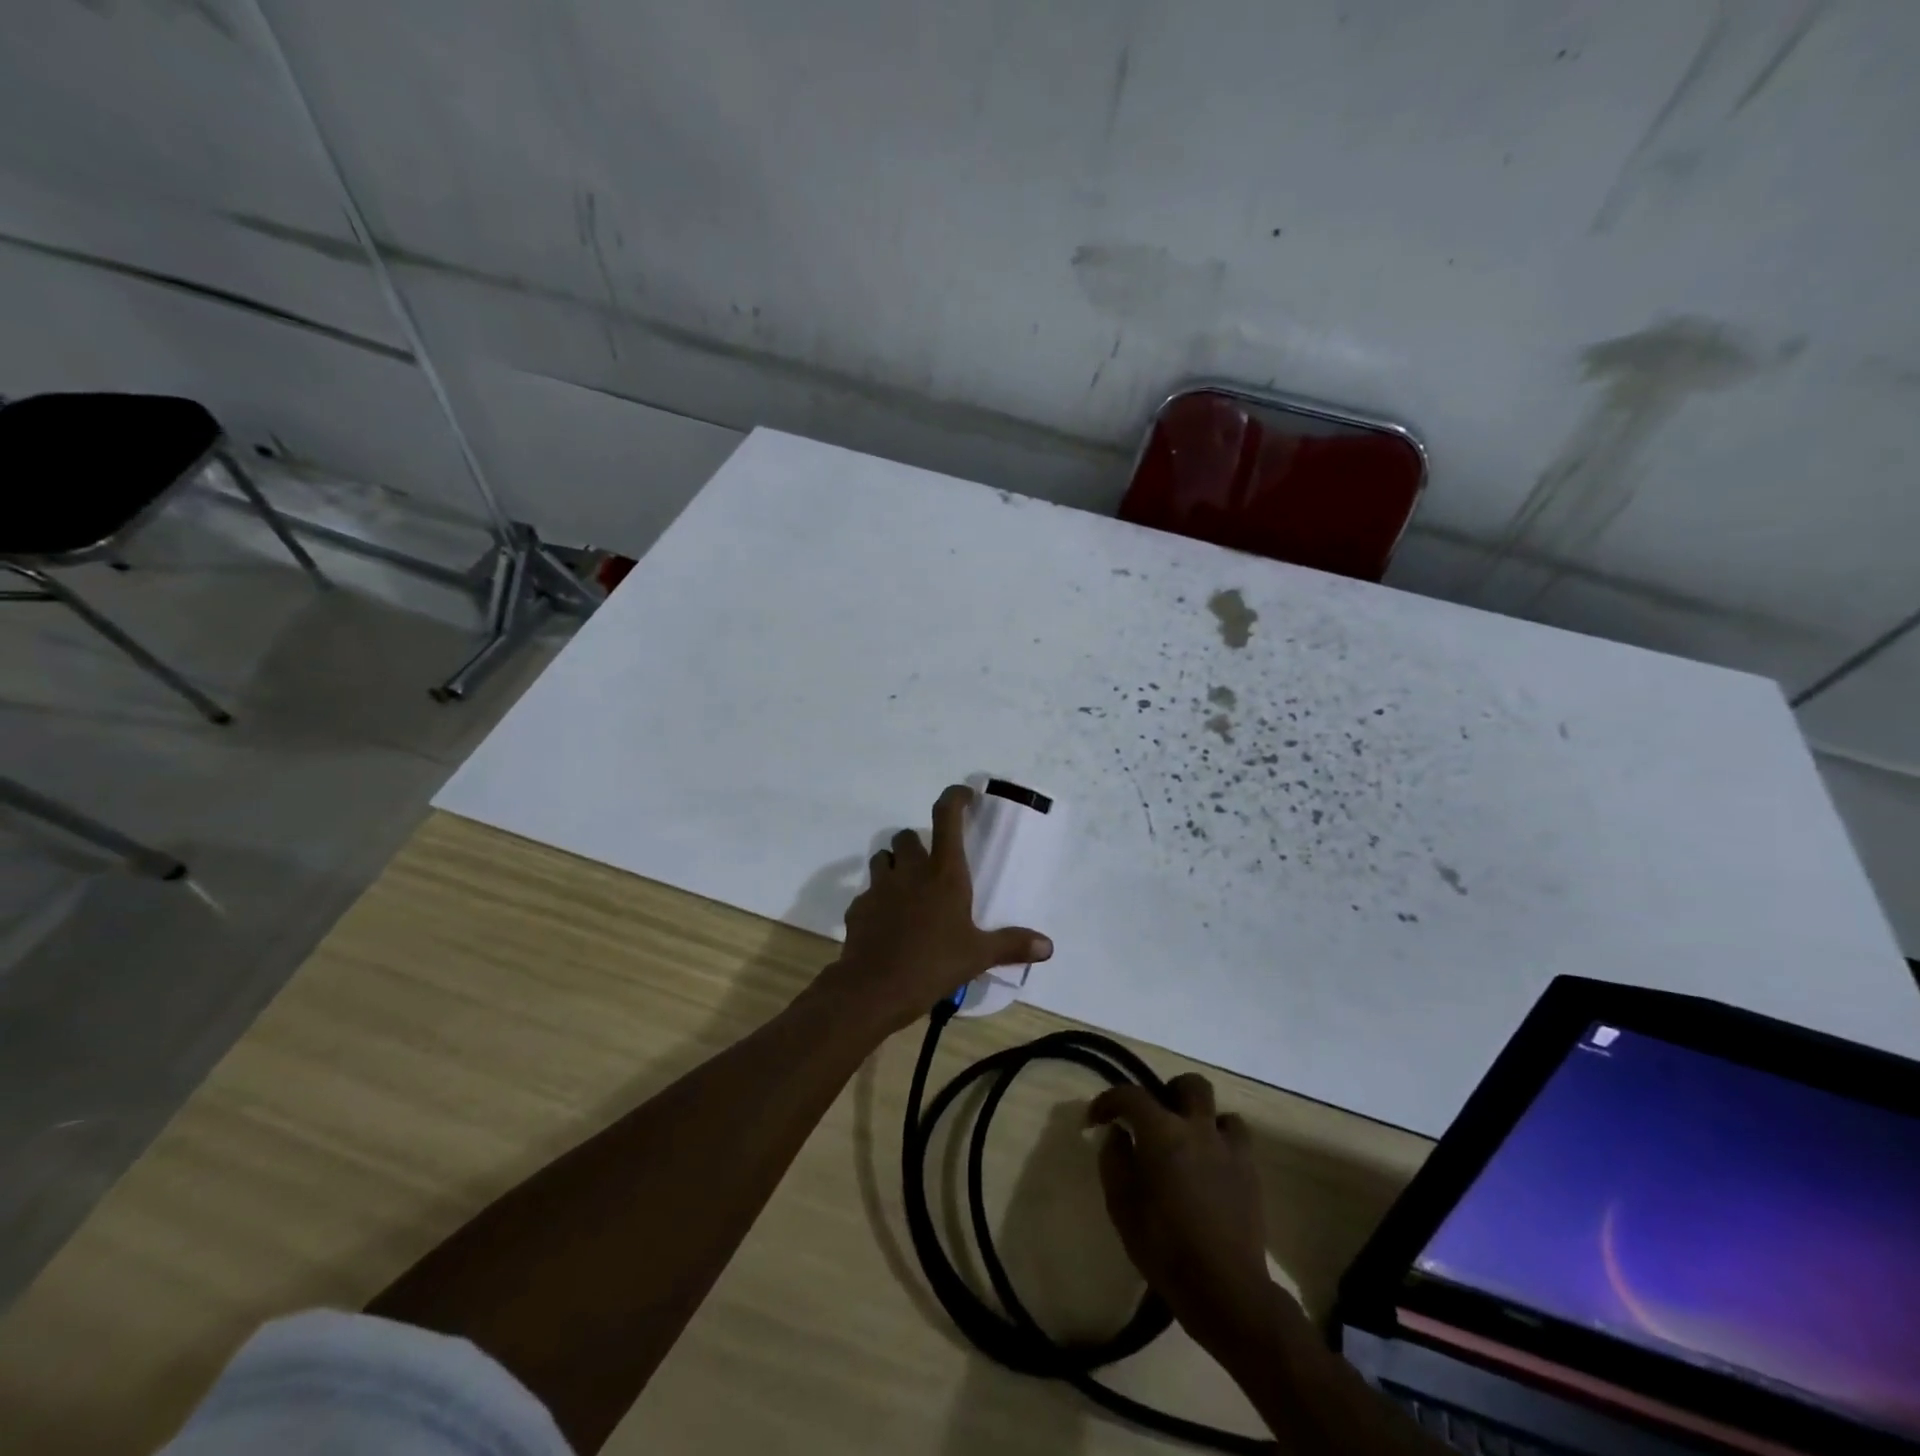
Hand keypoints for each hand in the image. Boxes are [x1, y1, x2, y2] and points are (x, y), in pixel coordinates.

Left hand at [825, 784, 1051, 1034]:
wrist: (874, 989)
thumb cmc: (933, 964)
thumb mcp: (978, 956)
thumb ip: (1011, 945)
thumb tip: (1048, 946)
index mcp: (944, 873)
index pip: (947, 818)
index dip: (955, 798)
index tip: (965, 795)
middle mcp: (910, 871)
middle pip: (907, 836)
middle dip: (918, 843)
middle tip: (931, 864)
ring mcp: (879, 887)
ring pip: (882, 858)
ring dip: (895, 865)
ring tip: (908, 888)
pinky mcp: (858, 907)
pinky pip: (868, 893)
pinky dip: (877, 900)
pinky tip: (888, 923)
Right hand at [1089, 1074, 1272, 1347]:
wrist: (1226, 1289)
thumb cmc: (1165, 1248)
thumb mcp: (1122, 1207)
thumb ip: (1114, 1161)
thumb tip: (1118, 1135)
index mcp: (1162, 1133)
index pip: (1130, 1095)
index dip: (1108, 1101)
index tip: (1095, 1119)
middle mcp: (1198, 1129)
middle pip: (1189, 1085)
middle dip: (1169, 1093)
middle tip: (1154, 1120)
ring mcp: (1229, 1149)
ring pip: (1219, 1110)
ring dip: (1201, 1119)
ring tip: (1187, 1144)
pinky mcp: (1250, 1173)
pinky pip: (1237, 1140)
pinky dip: (1221, 1143)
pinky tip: (1210, 1168)